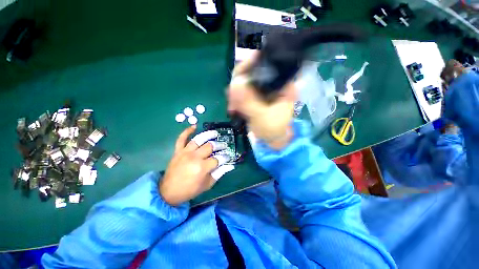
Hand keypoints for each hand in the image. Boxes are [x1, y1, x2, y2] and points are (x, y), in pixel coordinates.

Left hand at [159, 126, 233, 205]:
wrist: (169, 192)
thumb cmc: (190, 189)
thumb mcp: (208, 184)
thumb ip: (219, 173)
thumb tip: (230, 165)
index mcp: (202, 168)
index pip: (218, 158)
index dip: (225, 157)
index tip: (228, 156)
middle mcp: (194, 157)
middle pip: (210, 146)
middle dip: (219, 145)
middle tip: (223, 146)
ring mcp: (185, 153)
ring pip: (198, 139)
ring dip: (208, 134)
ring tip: (215, 133)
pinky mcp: (178, 151)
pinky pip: (181, 138)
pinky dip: (187, 131)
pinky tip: (194, 126)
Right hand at [227, 52, 295, 148]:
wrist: (272, 140)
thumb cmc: (273, 129)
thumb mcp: (262, 116)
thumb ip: (249, 102)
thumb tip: (234, 84)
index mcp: (283, 83)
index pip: (265, 64)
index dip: (248, 68)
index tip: (236, 80)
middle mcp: (274, 82)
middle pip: (253, 72)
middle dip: (239, 84)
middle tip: (231, 98)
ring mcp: (264, 89)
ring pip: (245, 82)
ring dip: (236, 93)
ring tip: (232, 107)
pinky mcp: (257, 96)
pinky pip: (244, 91)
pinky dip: (237, 99)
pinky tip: (233, 108)